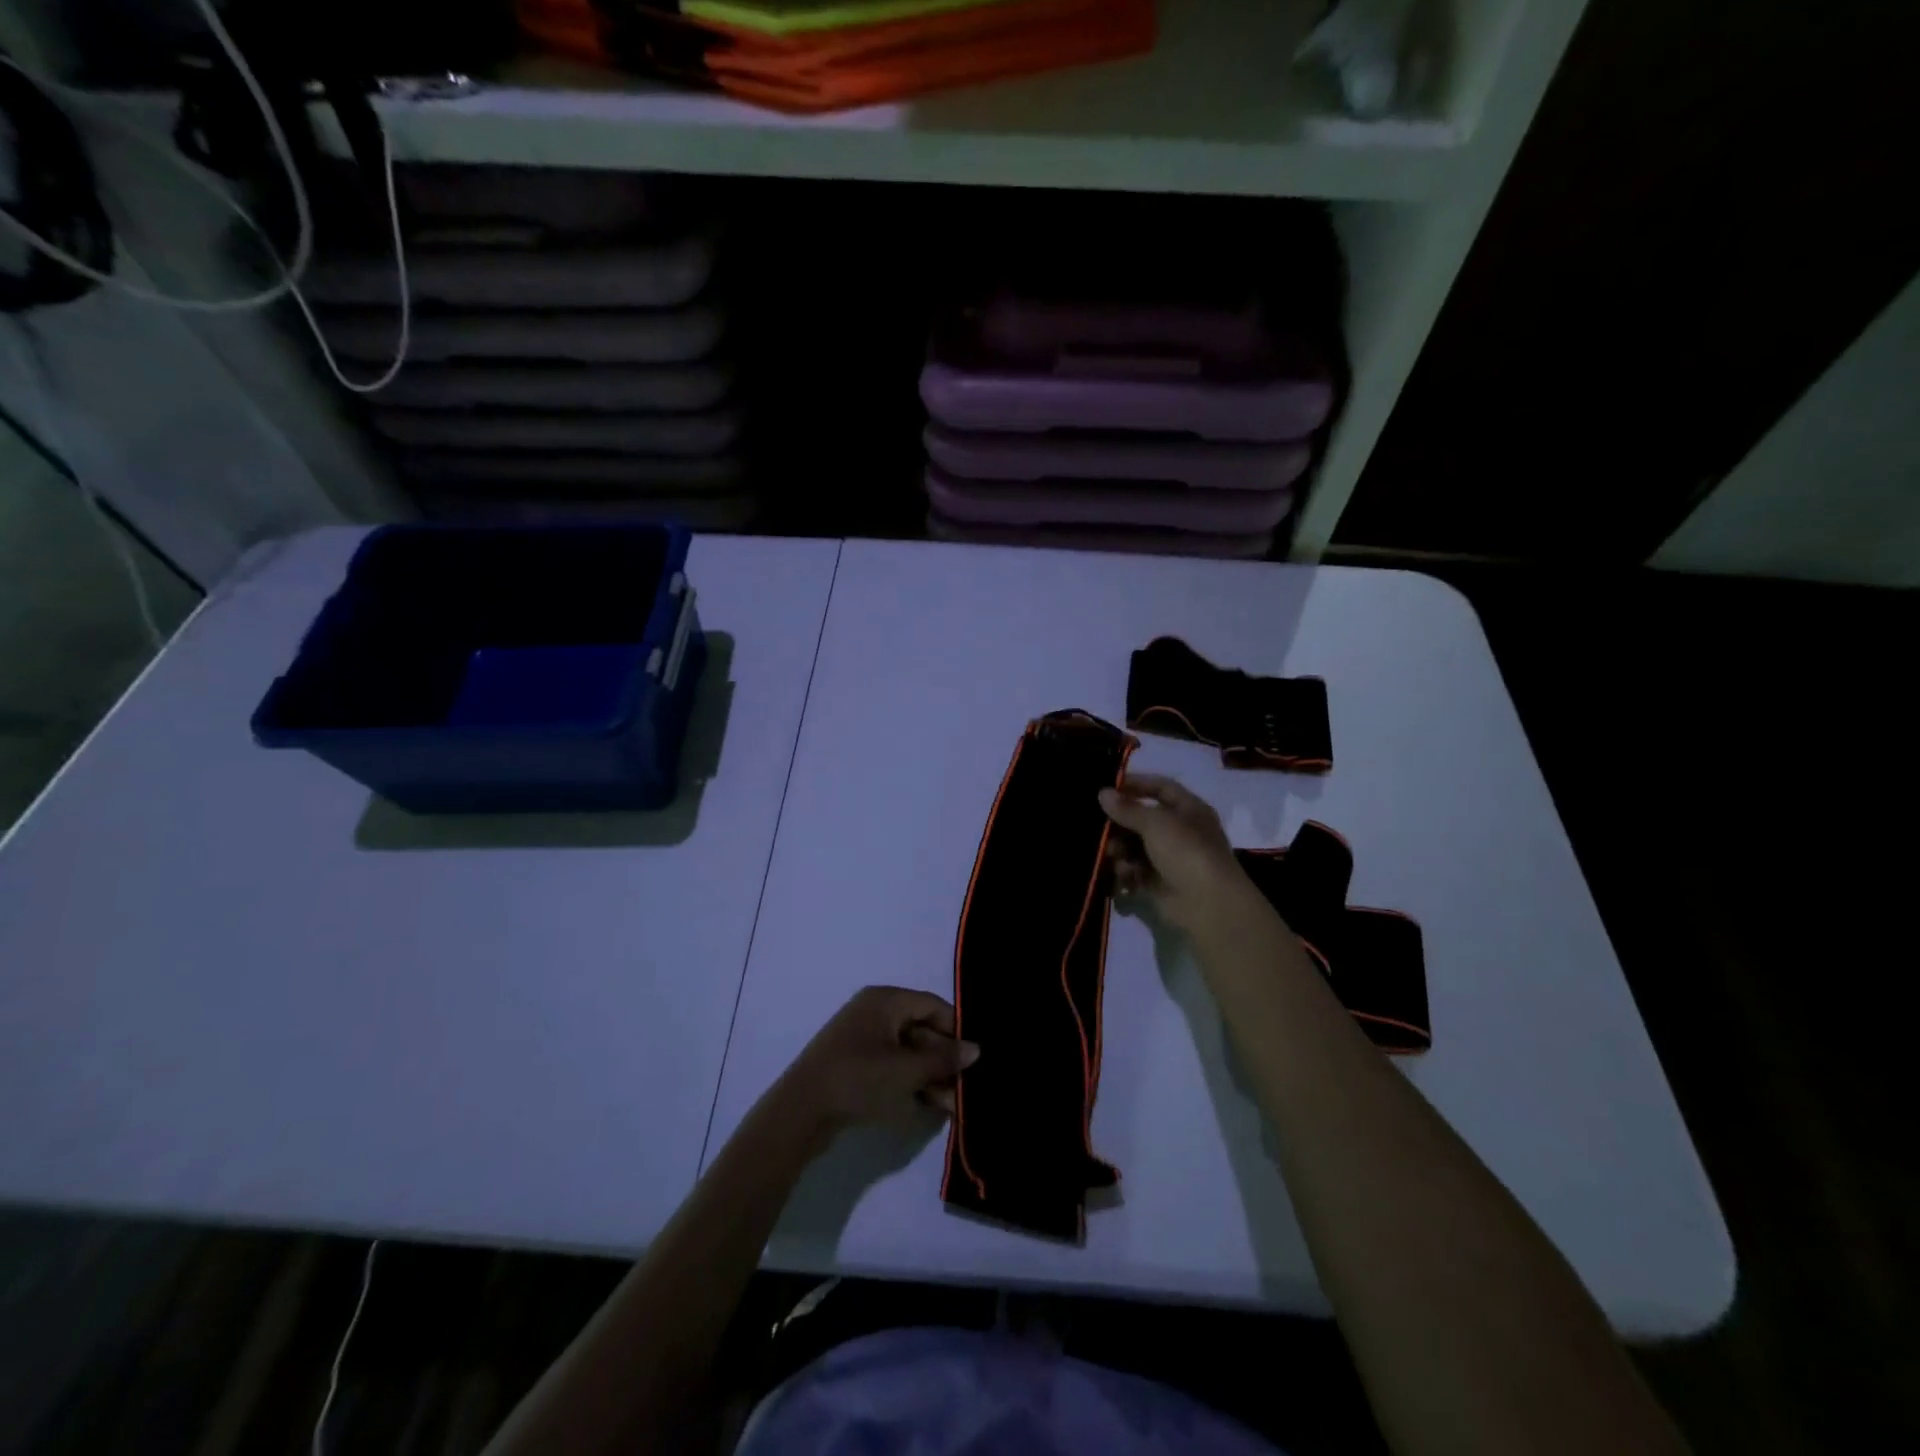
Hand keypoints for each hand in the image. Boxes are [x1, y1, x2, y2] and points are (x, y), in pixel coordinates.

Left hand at [779, 986, 979, 1138]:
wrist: (801, 1111)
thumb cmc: (859, 1079)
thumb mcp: (907, 1070)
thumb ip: (944, 1059)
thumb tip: (976, 1049)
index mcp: (885, 1000)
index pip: (932, 1005)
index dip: (956, 1030)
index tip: (975, 1058)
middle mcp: (874, 1012)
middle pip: (921, 1030)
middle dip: (944, 1062)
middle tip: (964, 1092)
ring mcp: (862, 1039)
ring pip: (907, 1052)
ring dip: (930, 1077)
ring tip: (949, 1108)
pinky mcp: (854, 1065)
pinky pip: (891, 1067)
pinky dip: (909, 1083)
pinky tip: (927, 1108)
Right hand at [1099, 773, 1255, 935]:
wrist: (1208, 905)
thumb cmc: (1186, 852)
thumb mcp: (1156, 823)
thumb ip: (1127, 808)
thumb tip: (1103, 792)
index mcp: (1189, 810)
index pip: (1161, 787)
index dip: (1136, 784)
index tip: (1108, 786)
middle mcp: (1180, 832)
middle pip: (1142, 820)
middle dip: (1120, 824)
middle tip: (1099, 829)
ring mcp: (1170, 859)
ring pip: (1135, 847)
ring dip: (1119, 850)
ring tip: (1112, 856)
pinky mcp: (1159, 884)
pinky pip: (1134, 872)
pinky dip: (1125, 873)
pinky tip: (1121, 876)